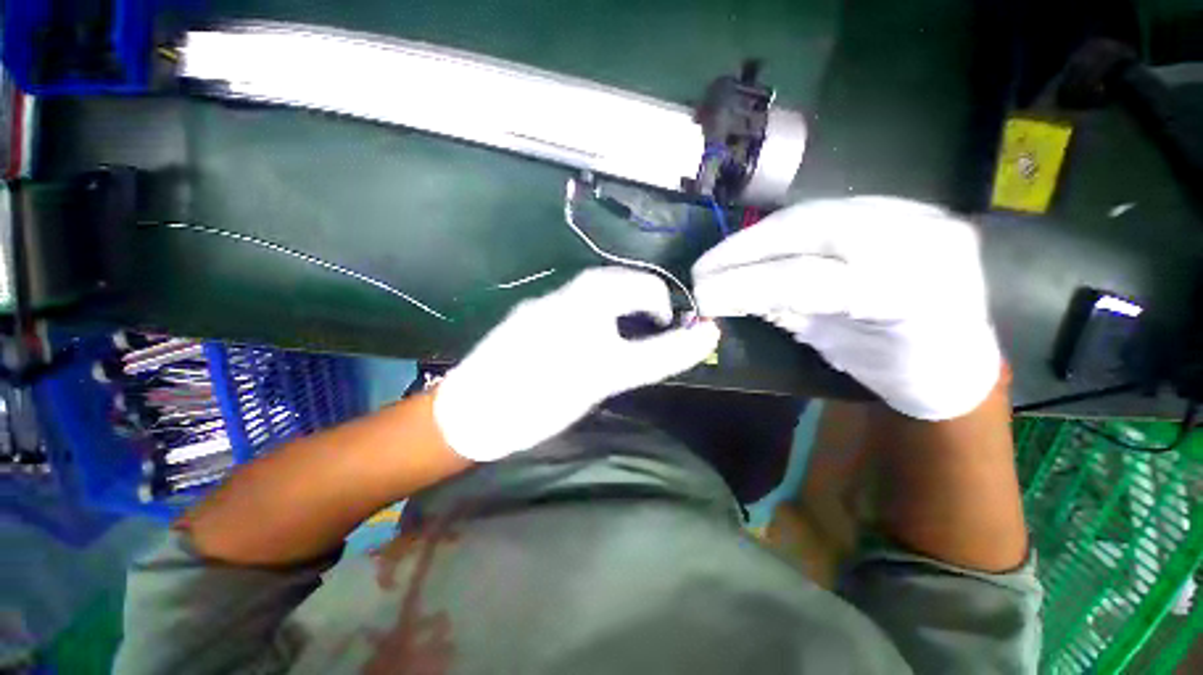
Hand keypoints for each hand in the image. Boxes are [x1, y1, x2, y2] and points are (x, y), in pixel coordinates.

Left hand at [434, 267, 720, 460]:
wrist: (473, 412)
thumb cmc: (546, 395)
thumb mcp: (610, 375)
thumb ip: (660, 353)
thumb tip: (706, 333)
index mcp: (588, 299)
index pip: (643, 287)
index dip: (663, 307)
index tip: (667, 331)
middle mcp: (564, 292)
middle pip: (616, 283)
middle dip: (640, 302)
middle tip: (649, 331)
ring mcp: (542, 304)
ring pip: (592, 293)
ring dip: (617, 307)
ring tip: (624, 335)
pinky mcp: (527, 318)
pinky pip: (572, 306)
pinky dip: (593, 316)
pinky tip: (587, 340)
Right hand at [692, 197, 1001, 419]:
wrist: (957, 355)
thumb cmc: (898, 368)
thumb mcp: (833, 350)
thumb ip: (780, 314)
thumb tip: (720, 299)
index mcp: (911, 291)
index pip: (806, 278)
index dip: (744, 283)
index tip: (701, 294)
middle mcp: (920, 238)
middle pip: (807, 230)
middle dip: (742, 249)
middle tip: (702, 269)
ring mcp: (915, 213)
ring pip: (811, 213)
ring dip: (755, 237)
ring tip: (720, 258)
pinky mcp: (900, 207)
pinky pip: (823, 212)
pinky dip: (779, 231)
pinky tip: (754, 246)